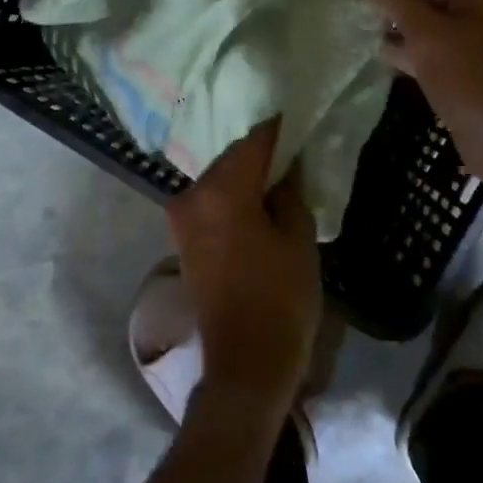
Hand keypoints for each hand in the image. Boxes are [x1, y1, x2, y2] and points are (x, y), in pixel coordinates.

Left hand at [165, 120, 321, 417]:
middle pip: (232, 157)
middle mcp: (192, 195)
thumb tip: (286, 164)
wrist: (246, 363)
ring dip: (247, 174)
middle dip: (262, 152)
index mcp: (222, 190)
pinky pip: (212, 200)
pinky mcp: (183, 237)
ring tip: (281, 175)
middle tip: (295, 149)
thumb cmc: (281, 298)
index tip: (300, 118)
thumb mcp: (298, 238)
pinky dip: (234, 195)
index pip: (255, 141)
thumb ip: (290, 190)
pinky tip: (259, 199)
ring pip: (221, 178)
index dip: (279, 129)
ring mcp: (182, 217)